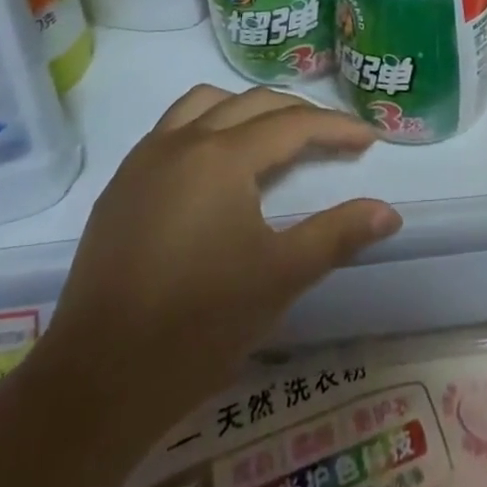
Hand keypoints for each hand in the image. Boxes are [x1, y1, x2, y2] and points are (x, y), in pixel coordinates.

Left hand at [47, 86, 400, 413]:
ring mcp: (144, 160)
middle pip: (252, 104)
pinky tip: (215, 166)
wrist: (96, 383)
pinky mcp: (120, 187)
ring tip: (272, 136)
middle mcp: (182, 141)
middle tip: (331, 138)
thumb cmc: (199, 325)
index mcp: (222, 157)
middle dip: (298, 114)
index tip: (369, 139)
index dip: (336, 128)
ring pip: (204, 104)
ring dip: (246, 109)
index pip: (293, 125)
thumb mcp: (280, 277)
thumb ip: (337, 234)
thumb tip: (390, 212)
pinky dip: (206, 126)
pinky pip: (171, 129)